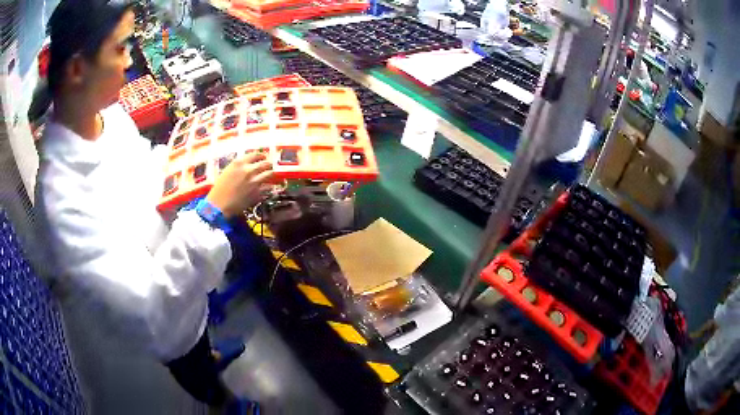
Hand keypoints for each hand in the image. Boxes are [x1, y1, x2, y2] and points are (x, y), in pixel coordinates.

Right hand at [206, 153, 273, 218]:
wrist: (219, 205)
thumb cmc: (219, 190)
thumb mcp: (227, 172)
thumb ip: (238, 167)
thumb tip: (247, 165)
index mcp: (239, 163)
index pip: (256, 154)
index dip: (261, 156)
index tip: (263, 157)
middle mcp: (248, 170)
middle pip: (265, 163)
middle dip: (268, 165)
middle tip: (269, 167)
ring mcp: (254, 181)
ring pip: (270, 174)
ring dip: (270, 175)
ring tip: (270, 177)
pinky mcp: (258, 193)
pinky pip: (269, 188)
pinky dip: (268, 188)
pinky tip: (267, 189)